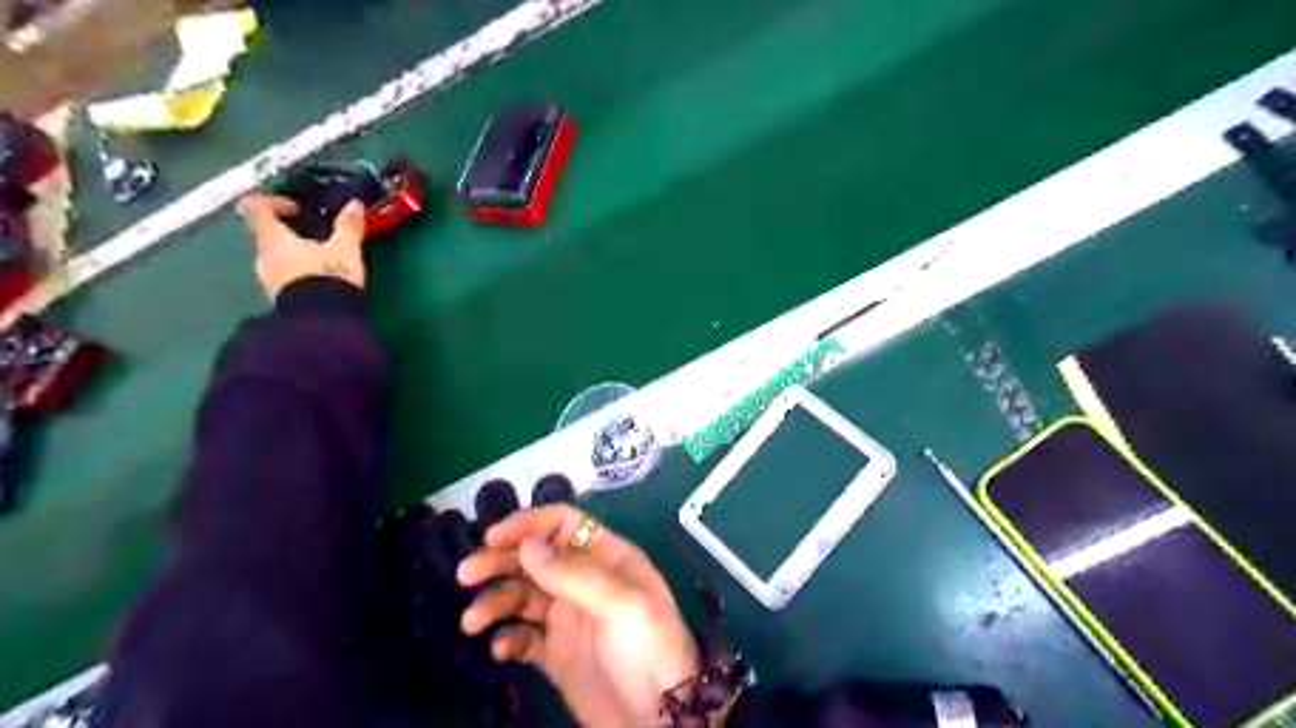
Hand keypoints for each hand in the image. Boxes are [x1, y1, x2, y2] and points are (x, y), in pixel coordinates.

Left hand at [235, 193, 366, 297]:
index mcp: (273, 238)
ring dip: (294, 255)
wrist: (321, 322)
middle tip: (316, 237)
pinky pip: (283, 277)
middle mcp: (262, 256)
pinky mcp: (278, 298)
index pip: (256, 207)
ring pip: (275, 257)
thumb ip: (348, 226)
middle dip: (289, 232)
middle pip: (266, 234)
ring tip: (323, 262)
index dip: (273, 202)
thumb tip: (354, 204)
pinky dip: (297, 274)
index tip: (297, 209)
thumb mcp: (345, 249)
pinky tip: (321, 282)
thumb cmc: (328, 277)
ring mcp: (267, 279)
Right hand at [456, 505, 698, 727]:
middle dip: (500, 561)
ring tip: (473, 621)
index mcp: (605, 557)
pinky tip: (501, 650)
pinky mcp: (554, 654)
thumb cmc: (650, 647)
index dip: (529, 524)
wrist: (658, 717)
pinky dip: (507, 638)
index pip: (563, 524)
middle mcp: (582, 581)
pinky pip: (522, 637)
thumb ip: (574, 573)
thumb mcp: (622, 602)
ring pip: (522, 596)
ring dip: (495, 602)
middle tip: (465, 574)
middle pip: (535, 558)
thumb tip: (525, 544)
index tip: (492, 537)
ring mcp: (567, 617)